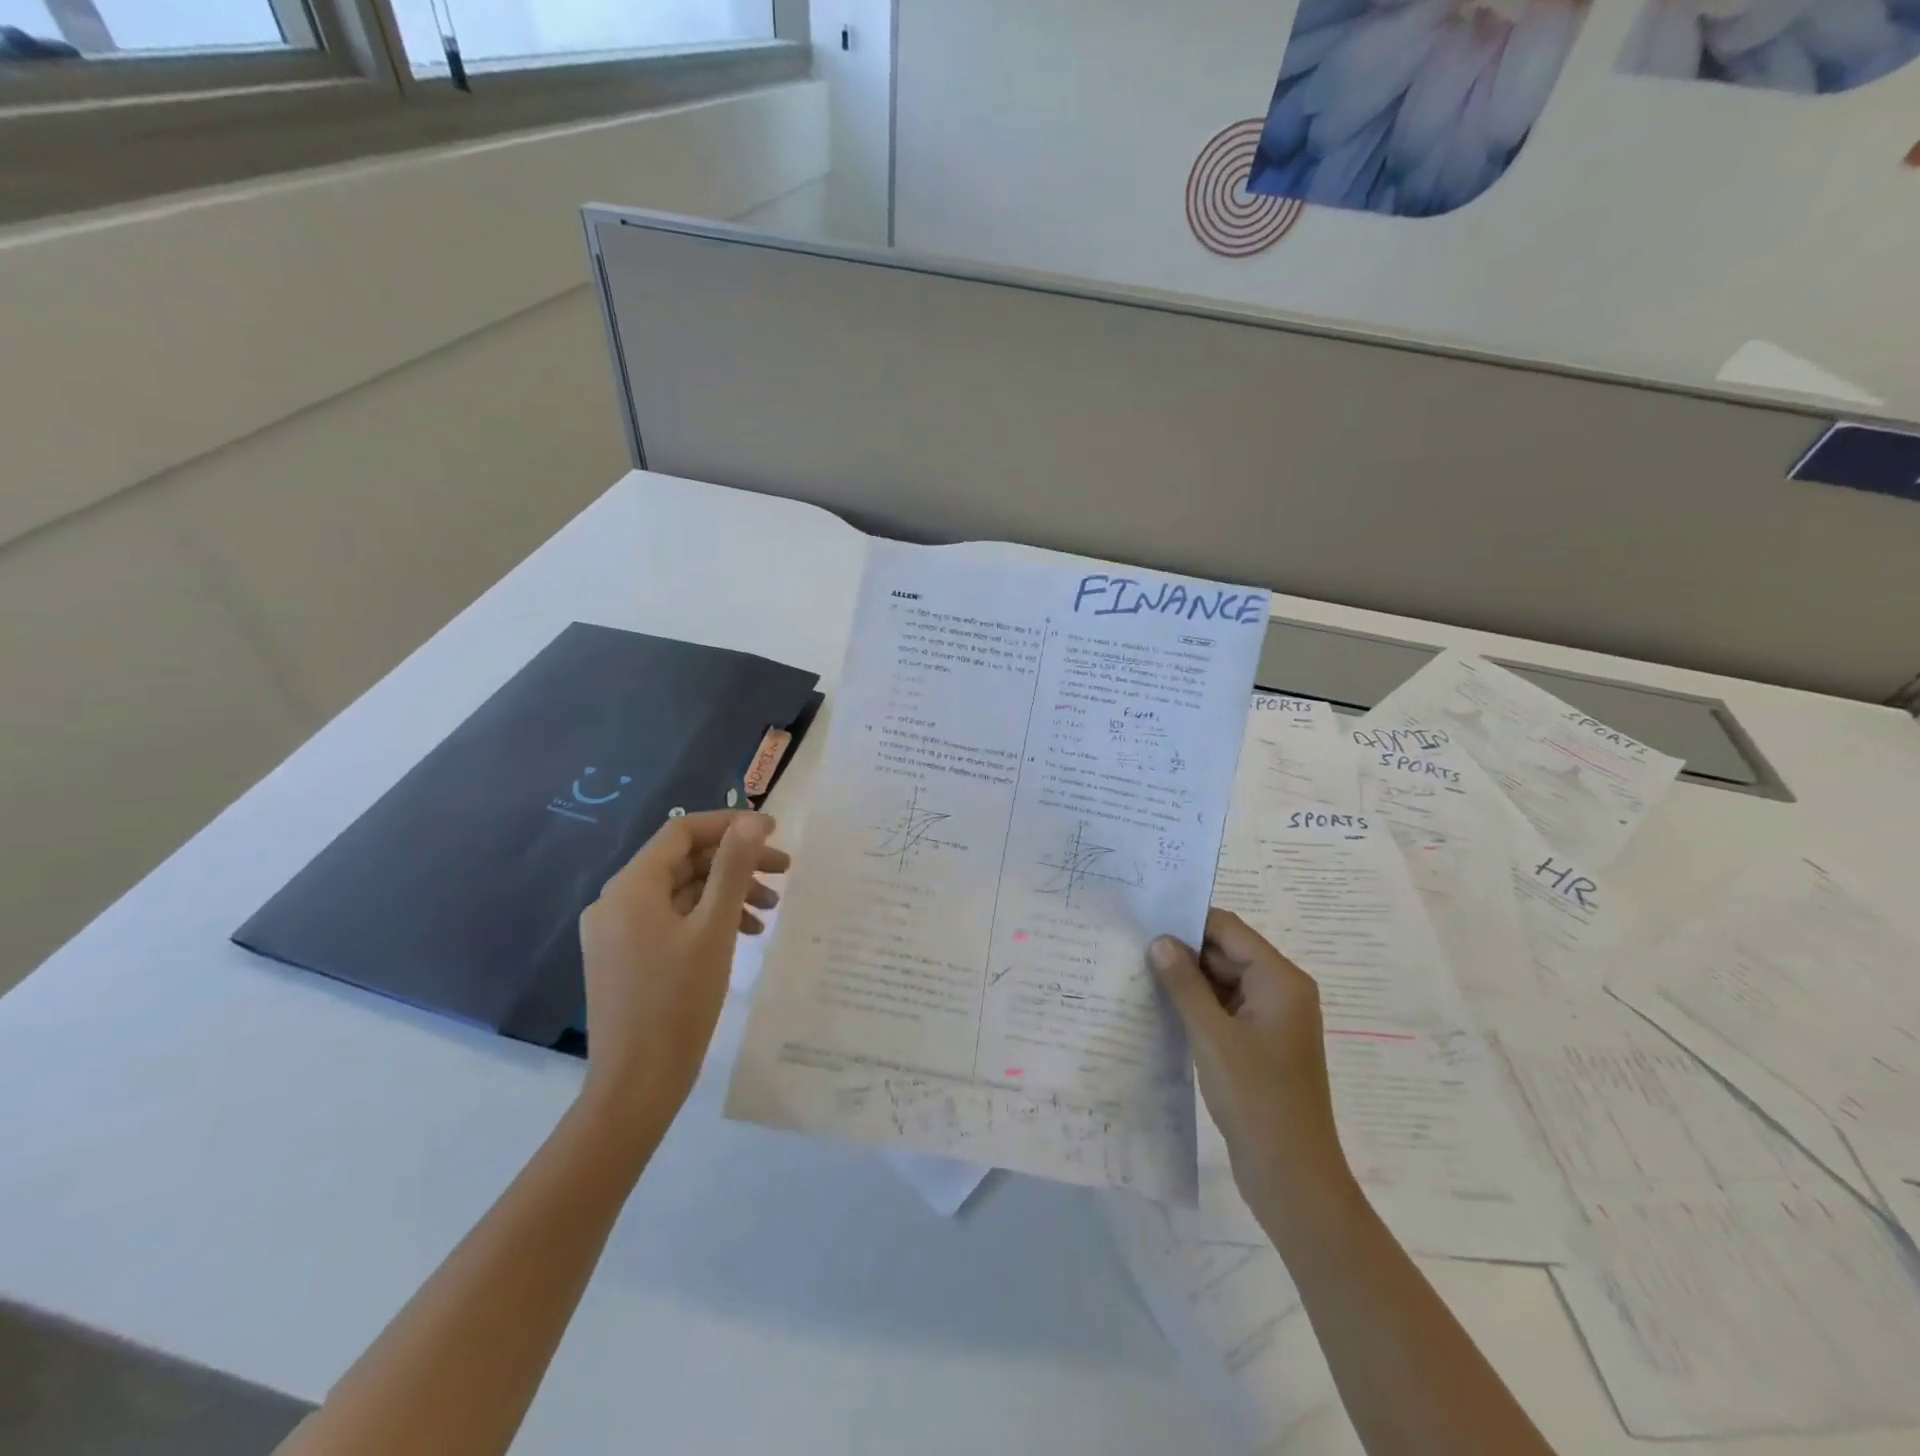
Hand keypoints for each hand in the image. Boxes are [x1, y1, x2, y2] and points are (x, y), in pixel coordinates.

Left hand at [577, 811, 788, 1122]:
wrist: (637, 1083)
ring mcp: (618, 931)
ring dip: (727, 892)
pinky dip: (708, 919)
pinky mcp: (625, 956)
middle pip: (684, 862)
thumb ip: (733, 868)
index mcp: (631, 888)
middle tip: (784, 872)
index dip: (730, 825)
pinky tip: (744, 935)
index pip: (682, 832)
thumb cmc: (679, 1001)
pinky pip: (671, 920)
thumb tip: (753, 822)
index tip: (774, 832)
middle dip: (736, 863)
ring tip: (770, 910)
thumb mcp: (714, 928)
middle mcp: (616, 901)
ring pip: (681, 892)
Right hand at [1150, 909, 1351, 1211]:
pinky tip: (1162, 1007)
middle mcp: (1281, 991)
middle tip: (1134, 948)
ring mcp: (1272, 1019)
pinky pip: (1225, 1008)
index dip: (1188, 921)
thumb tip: (1160, 940)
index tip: (1145, 921)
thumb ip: (1184, 983)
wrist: (1293, 1176)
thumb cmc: (1255, 1098)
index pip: (1229, 929)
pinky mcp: (1261, 1043)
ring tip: (1139, 973)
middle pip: (1226, 952)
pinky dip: (1198, 1005)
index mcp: (1280, 980)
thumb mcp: (1212, 1035)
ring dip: (1188, 980)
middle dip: (1184, 951)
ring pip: (1223, 981)